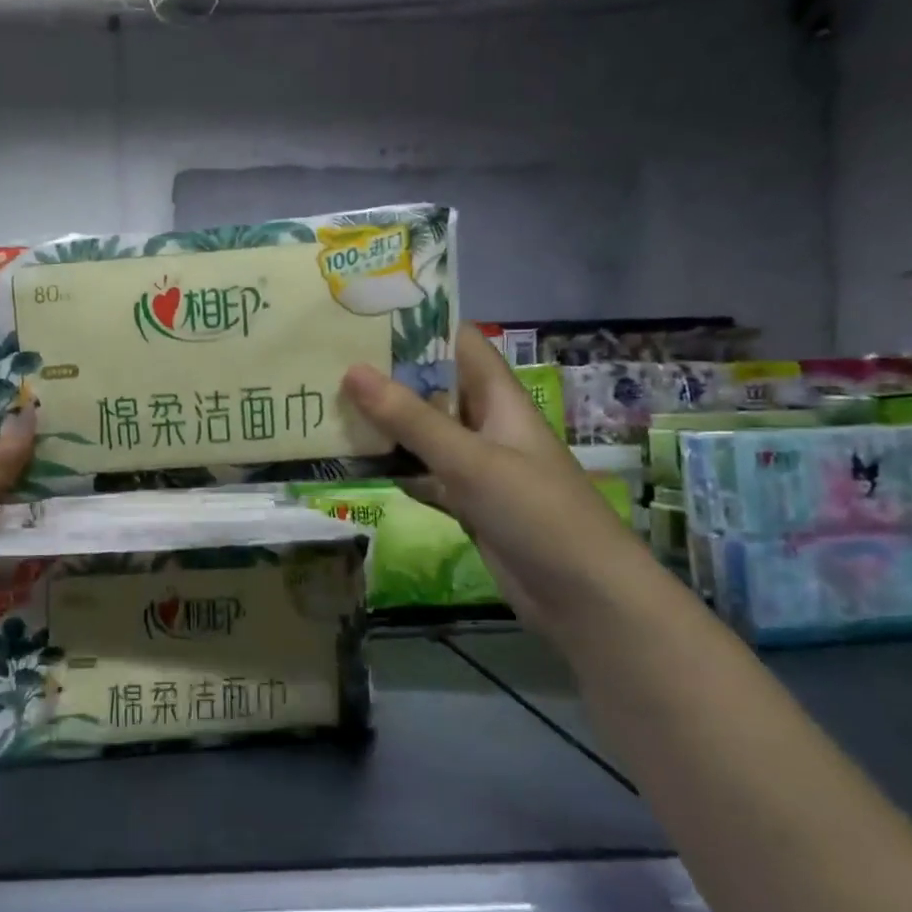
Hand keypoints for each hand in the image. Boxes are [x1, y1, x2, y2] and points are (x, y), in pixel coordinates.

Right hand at [342, 324, 649, 629]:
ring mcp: (478, 466)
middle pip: (434, 388)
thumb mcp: (470, 460)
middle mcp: (487, 425)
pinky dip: (396, 470)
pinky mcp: (468, 503)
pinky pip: (425, 475)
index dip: (420, 325)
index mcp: (500, 400)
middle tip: (329, 362)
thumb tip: (352, 371)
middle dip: (389, 376)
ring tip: (329, 406)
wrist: (582, 596)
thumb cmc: (536, 512)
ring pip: (425, 434)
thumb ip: (411, 418)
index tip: (366, 314)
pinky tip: (357, 465)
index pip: (460, 344)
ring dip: (387, 425)